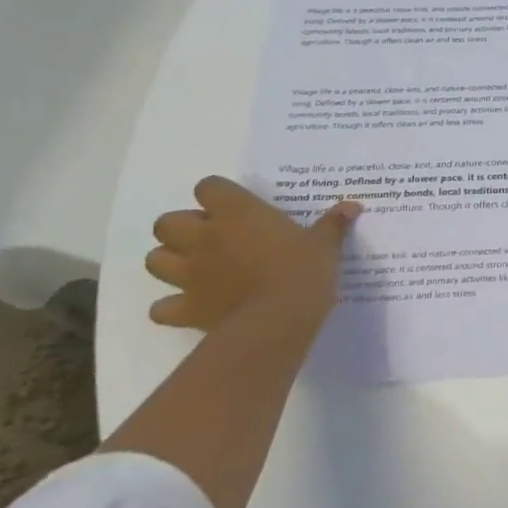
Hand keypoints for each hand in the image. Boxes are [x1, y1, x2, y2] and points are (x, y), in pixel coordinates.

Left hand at [145, 176, 359, 331]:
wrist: (278, 320)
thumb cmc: (303, 271)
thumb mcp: (325, 245)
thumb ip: (333, 224)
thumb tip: (352, 206)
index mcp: (237, 213)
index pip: (208, 187)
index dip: (219, 196)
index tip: (238, 208)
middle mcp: (204, 238)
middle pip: (168, 222)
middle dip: (184, 228)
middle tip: (214, 239)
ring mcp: (189, 274)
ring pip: (155, 260)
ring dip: (171, 262)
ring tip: (198, 269)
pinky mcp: (185, 309)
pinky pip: (161, 307)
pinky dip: (171, 307)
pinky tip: (193, 306)